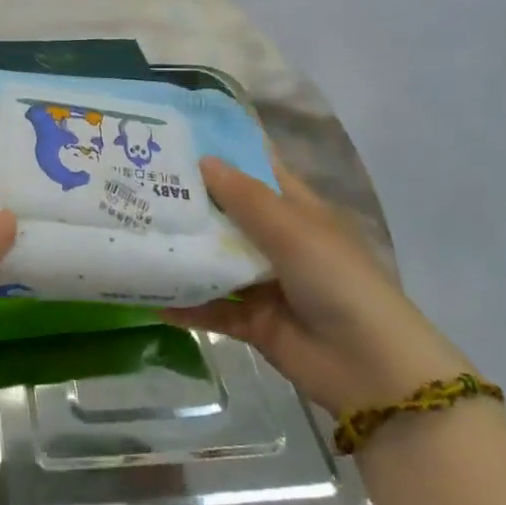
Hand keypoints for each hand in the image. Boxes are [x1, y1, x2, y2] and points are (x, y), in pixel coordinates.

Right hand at [163, 156, 468, 414]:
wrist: (371, 369)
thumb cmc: (337, 280)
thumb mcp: (291, 229)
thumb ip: (244, 197)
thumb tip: (203, 159)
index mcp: (294, 209)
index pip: (254, 169)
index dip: (222, 152)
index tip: (177, 135)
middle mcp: (277, 240)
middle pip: (227, 212)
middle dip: (189, 199)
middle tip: (137, 180)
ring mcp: (264, 282)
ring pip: (214, 259)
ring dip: (182, 250)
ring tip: (134, 232)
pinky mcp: (253, 321)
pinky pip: (212, 306)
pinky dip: (185, 302)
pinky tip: (150, 293)